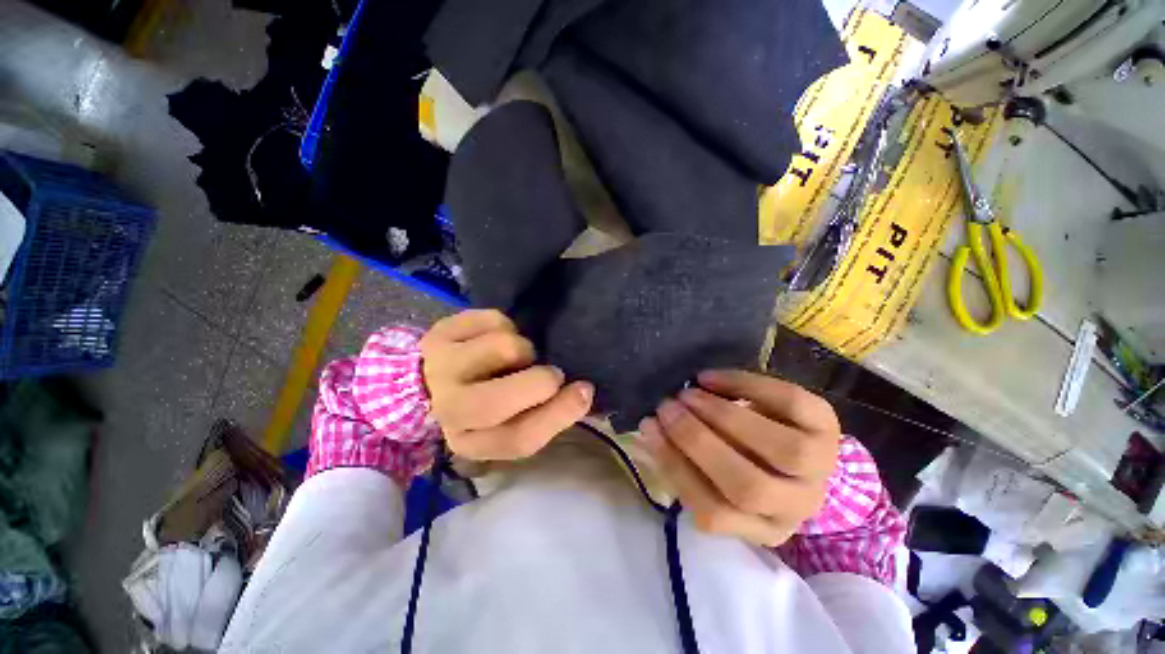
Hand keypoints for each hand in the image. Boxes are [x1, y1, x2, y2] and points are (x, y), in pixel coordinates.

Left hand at [421, 309, 594, 460]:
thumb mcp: (512, 419)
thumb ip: (545, 413)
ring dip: (523, 349)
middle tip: (549, 373)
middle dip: (541, 381)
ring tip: (513, 356)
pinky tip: (493, 338)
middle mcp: (450, 410)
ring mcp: (440, 369)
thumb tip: (583, 392)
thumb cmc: (484, 400)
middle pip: (499, 400)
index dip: (559, 414)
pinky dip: (506, 326)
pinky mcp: (439, 333)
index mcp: (473, 441)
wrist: (431, 377)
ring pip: (503, 348)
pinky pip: (494, 320)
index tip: (584, 390)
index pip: (519, 439)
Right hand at [639, 370, 840, 546]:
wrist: (799, 446)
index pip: (711, 511)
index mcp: (761, 528)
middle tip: (668, 405)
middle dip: (697, 440)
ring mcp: (822, 469)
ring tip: (690, 393)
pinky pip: (792, 403)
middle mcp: (797, 507)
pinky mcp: (829, 427)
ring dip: (724, 416)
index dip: (674, 465)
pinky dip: (747, 386)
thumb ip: (685, 459)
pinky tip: (714, 378)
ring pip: (781, 450)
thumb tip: (651, 428)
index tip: (649, 426)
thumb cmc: (744, 461)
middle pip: (747, 486)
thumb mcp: (715, 474)